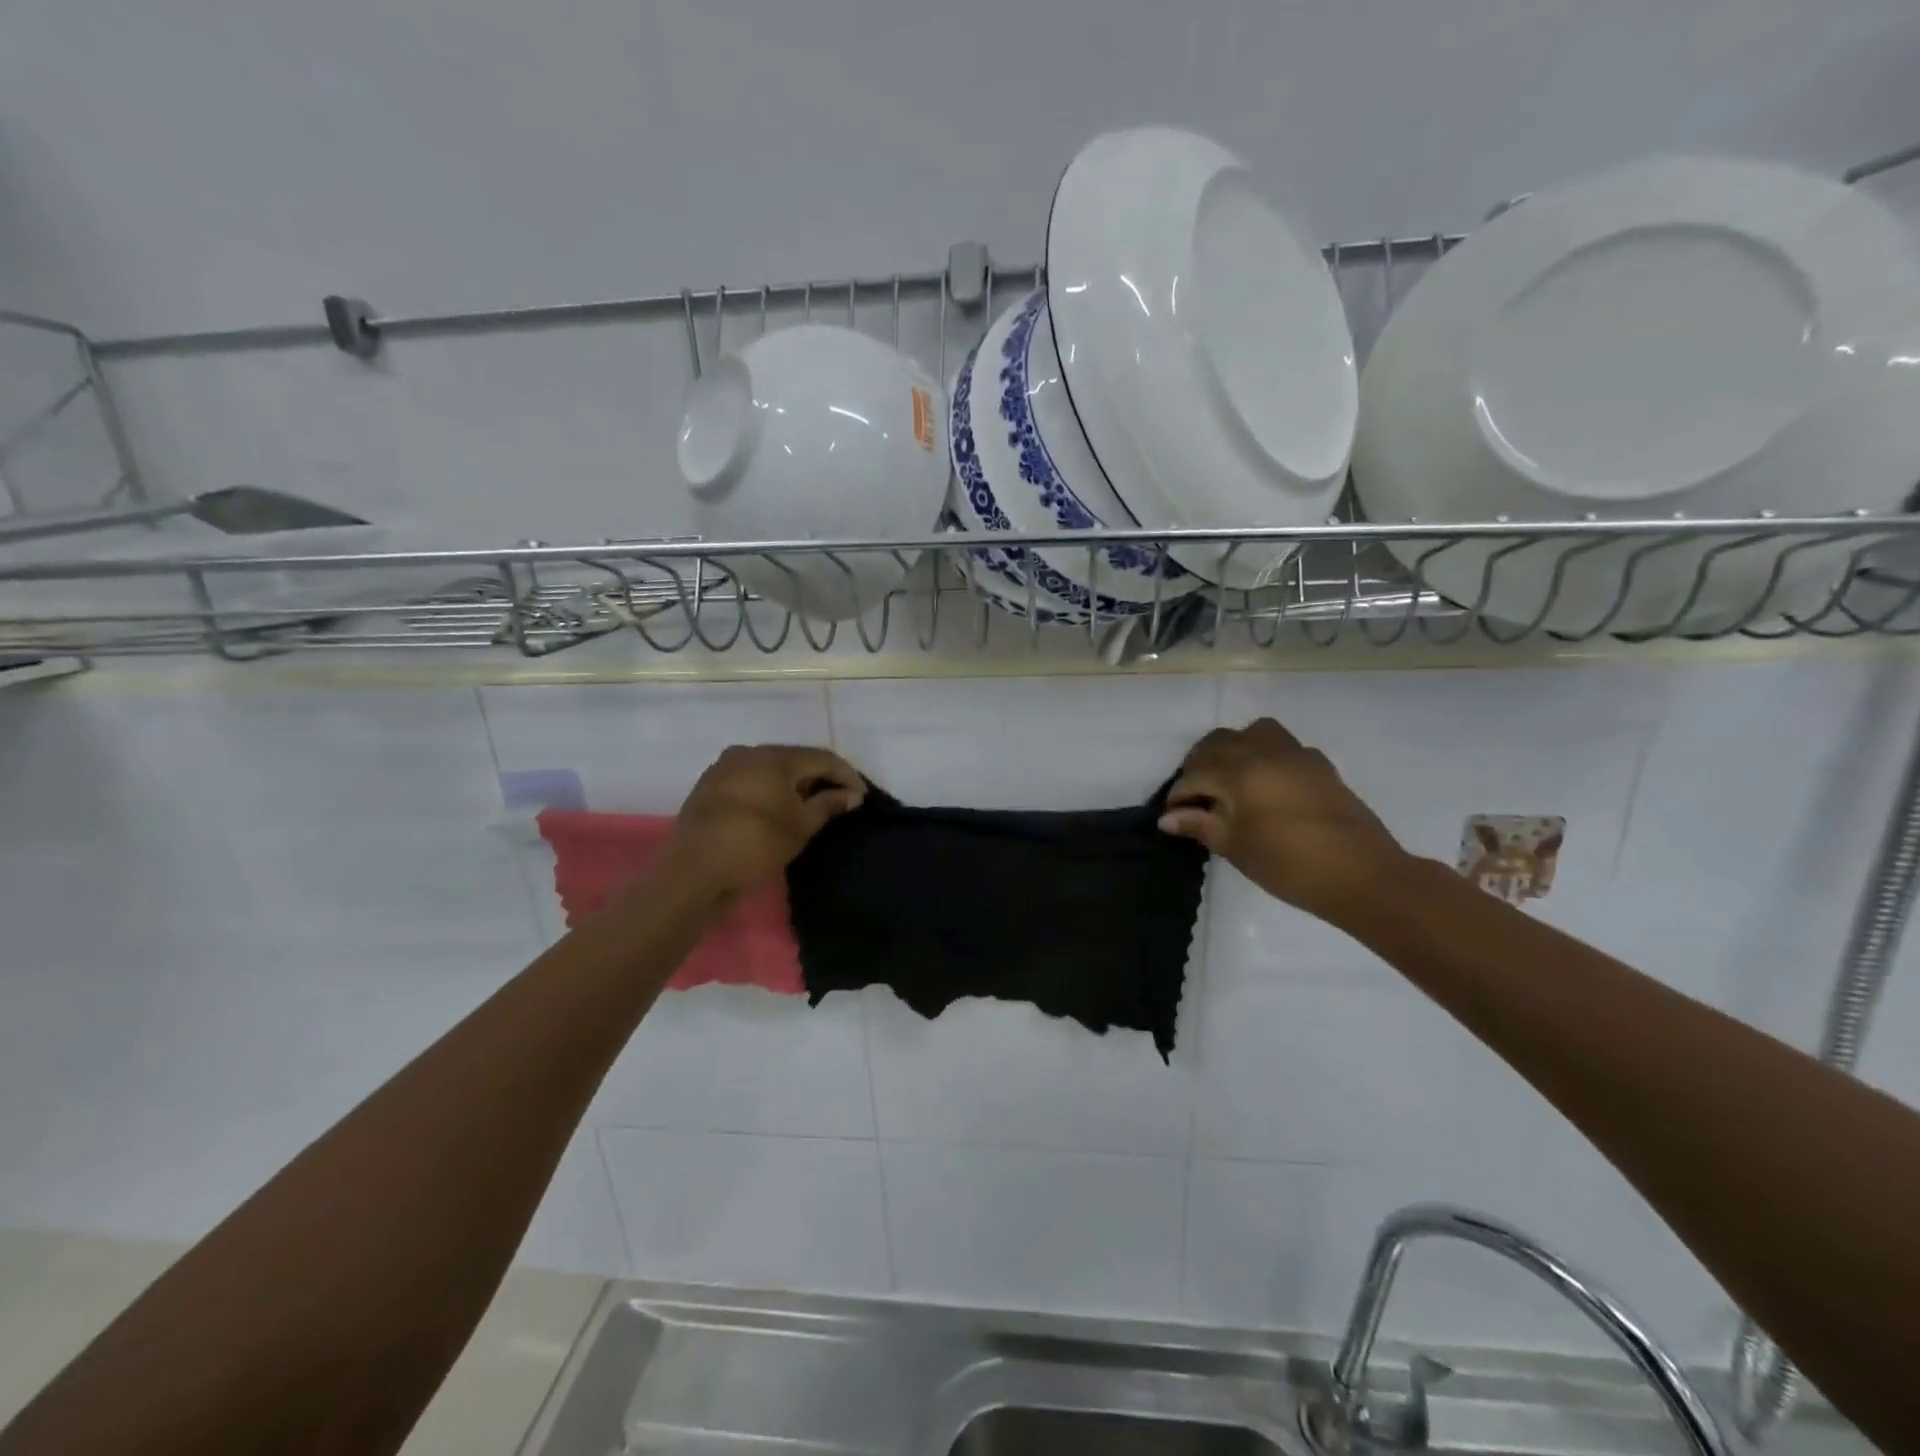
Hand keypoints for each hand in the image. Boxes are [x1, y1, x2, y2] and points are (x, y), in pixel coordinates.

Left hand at [667, 745, 866, 897]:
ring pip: (770, 769)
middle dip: (819, 778)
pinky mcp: (709, 786)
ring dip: (793, 784)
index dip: (846, 775)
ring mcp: (724, 767)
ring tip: (809, 806)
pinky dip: (769, 790)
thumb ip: (829, 804)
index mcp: (774, 756)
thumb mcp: (801, 826)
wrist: (695, 870)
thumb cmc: (756, 843)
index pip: (822, 758)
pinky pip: (749, 780)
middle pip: (795, 759)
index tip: (861, 797)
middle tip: (838, 800)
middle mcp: (748, 752)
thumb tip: (852, 795)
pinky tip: (777, 809)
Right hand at [1161, 718, 1407, 923]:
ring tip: (1227, 782)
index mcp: (1239, 771)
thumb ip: (1200, 825)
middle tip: (1195, 799)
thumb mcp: (1235, 846)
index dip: (1178, 797)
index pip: (1194, 775)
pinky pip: (1280, 745)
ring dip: (1231, 751)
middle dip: (1199, 766)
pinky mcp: (1318, 764)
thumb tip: (1168, 818)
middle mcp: (1264, 751)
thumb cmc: (1288, 864)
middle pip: (1217, 743)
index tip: (1171, 818)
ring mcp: (1295, 753)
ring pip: (1251, 733)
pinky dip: (1262, 756)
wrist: (1361, 875)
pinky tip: (1264, 786)